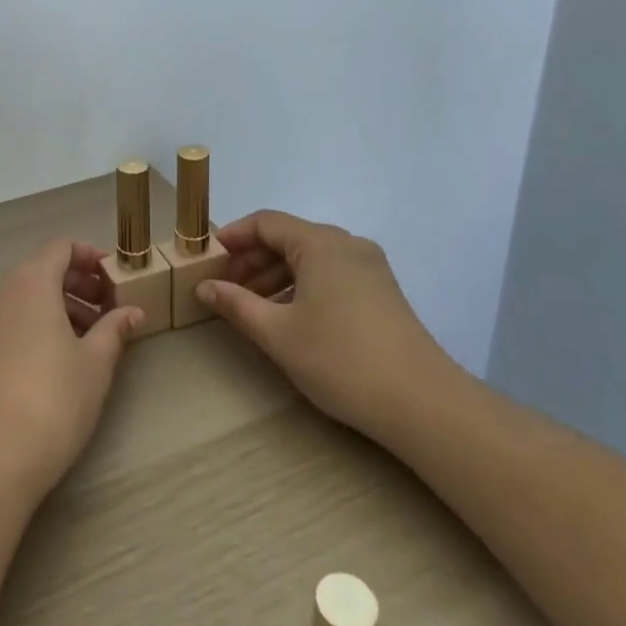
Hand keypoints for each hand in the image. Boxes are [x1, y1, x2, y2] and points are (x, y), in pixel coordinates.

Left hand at [0, 239, 143, 502]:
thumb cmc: (52, 401)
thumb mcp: (95, 364)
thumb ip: (114, 329)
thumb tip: (132, 311)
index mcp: (29, 284)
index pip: (60, 247)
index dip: (89, 256)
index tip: (114, 277)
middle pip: (40, 271)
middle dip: (77, 285)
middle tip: (108, 310)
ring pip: (23, 298)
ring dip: (57, 307)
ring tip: (88, 340)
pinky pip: (7, 322)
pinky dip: (33, 325)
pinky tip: (55, 361)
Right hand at [196, 210, 456, 436]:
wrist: (422, 402)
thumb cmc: (341, 360)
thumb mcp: (277, 333)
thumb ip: (236, 304)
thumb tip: (204, 287)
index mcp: (322, 244)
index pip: (266, 222)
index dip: (233, 236)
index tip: (207, 258)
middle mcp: (347, 244)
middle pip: (288, 238)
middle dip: (252, 260)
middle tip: (224, 288)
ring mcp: (369, 267)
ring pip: (309, 258)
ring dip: (274, 276)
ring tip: (249, 307)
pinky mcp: (380, 291)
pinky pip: (330, 274)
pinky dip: (301, 286)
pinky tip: (286, 317)